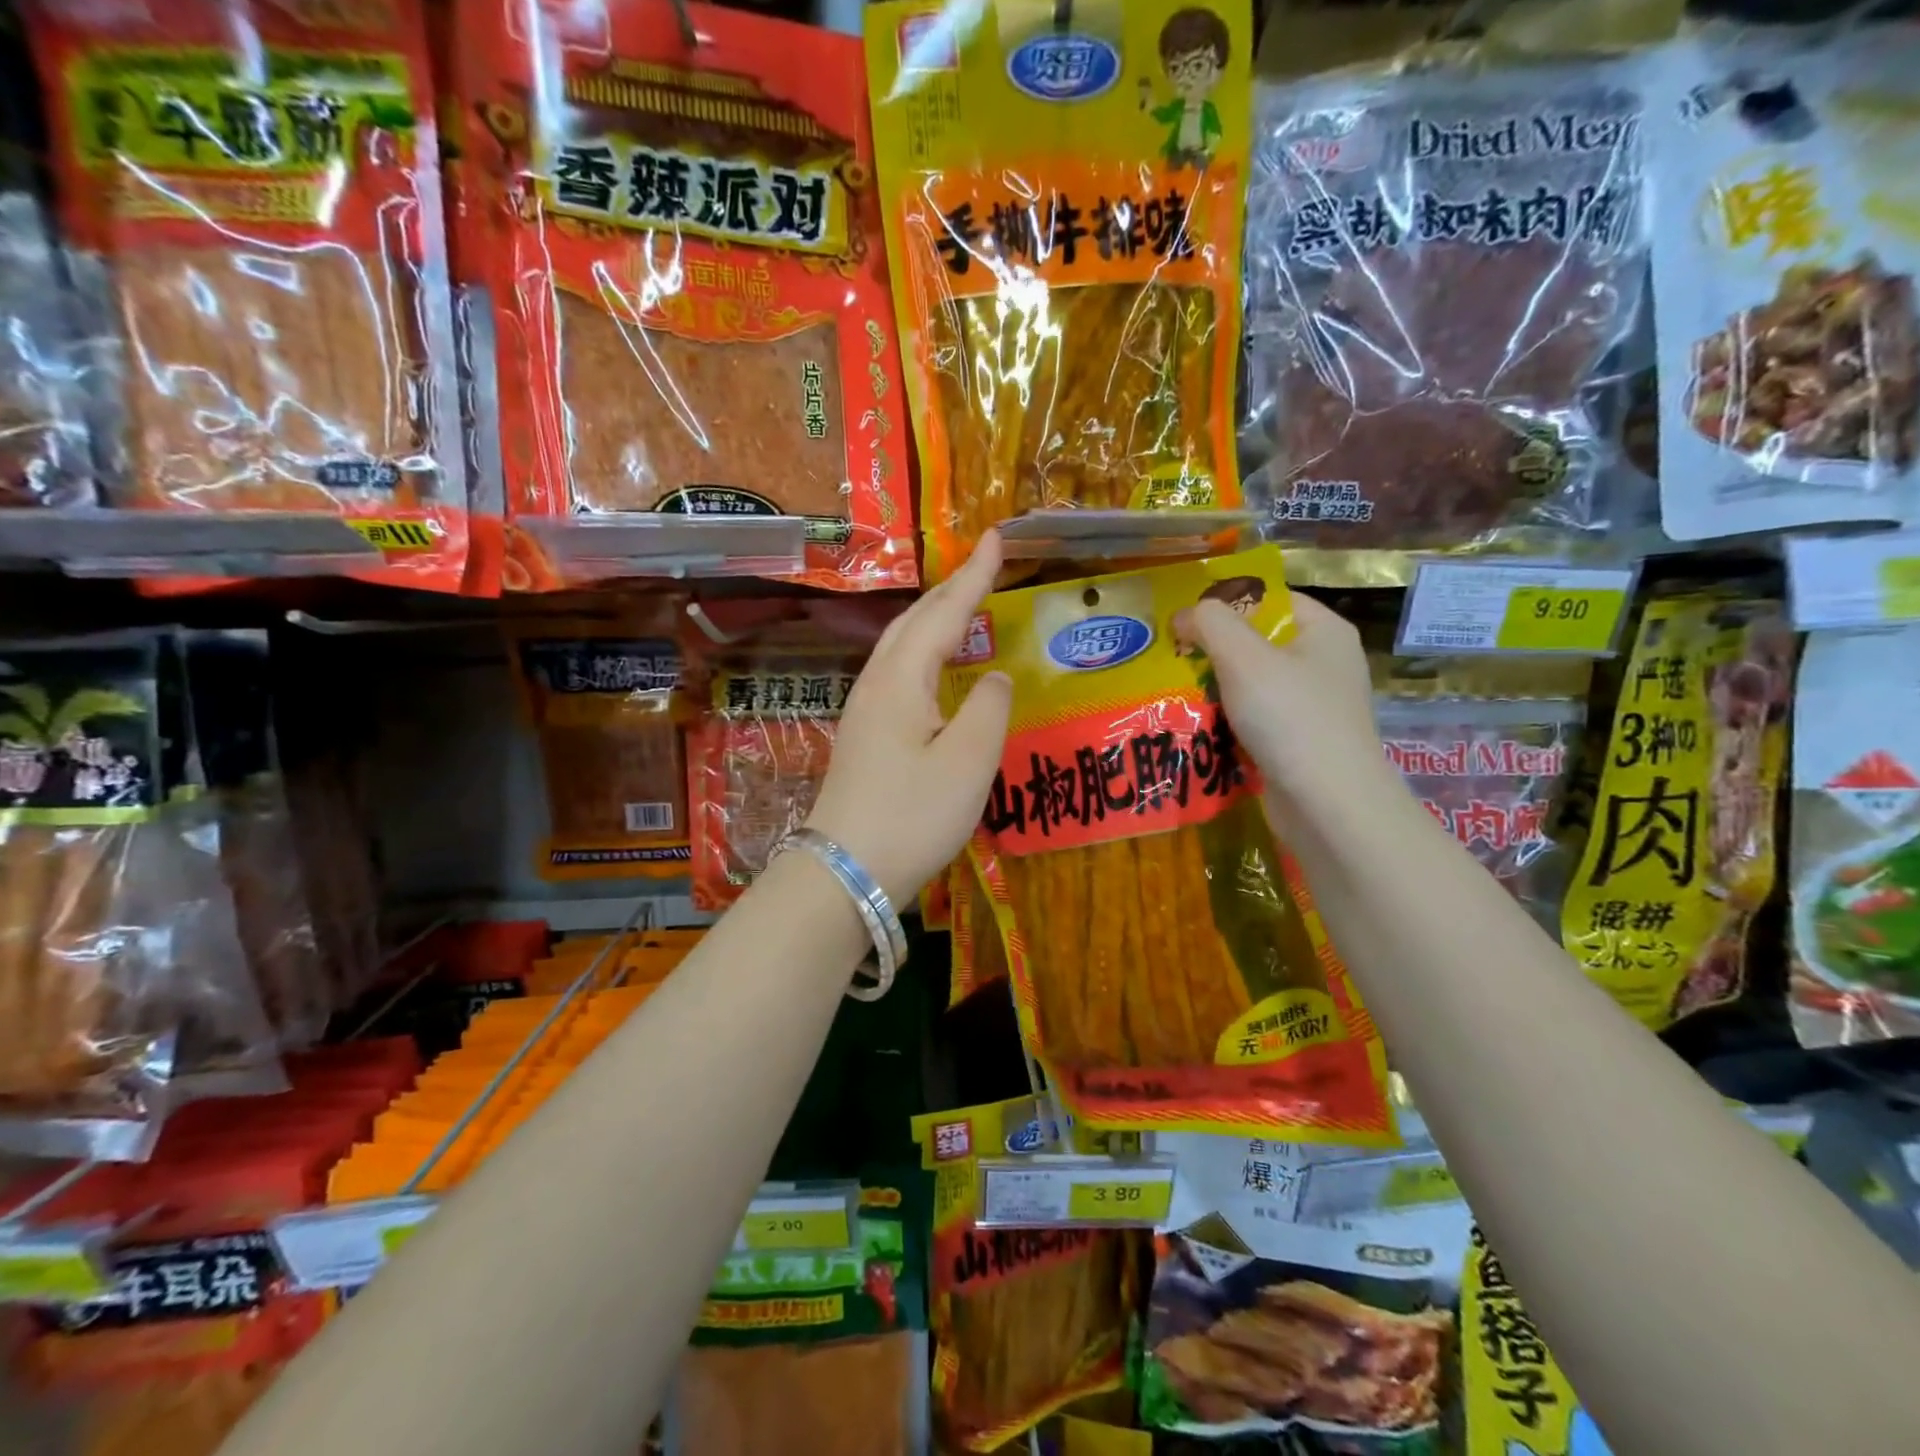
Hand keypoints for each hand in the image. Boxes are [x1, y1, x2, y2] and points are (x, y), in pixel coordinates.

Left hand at [805, 532, 1012, 906]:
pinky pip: (898, 673)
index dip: (975, 576)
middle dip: (951, 590)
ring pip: (902, 646)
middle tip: (985, 568)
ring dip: (934, 619)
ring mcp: (864, 711)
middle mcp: (877, 684)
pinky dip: (925, 653)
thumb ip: (990, 709)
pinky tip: (937, 670)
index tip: (998, 537)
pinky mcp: (865, 737)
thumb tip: (994, 677)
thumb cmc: (912, 816)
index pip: (944, 612)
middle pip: (915, 622)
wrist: (846, 872)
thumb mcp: (968, 762)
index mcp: (902, 679)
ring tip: (965, 608)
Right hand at [1173, 590, 1395, 826]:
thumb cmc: (1290, 718)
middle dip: (1212, 651)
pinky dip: (1226, 724)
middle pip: (1257, 643)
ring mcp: (1313, 708)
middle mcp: (1323, 664)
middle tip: (1169, 659)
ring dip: (1213, 691)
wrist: (1328, 805)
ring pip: (1251, 686)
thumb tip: (1185, 615)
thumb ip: (1211, 623)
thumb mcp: (1243, 657)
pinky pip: (1254, 721)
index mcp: (1324, 632)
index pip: (1270, 599)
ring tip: (1173, 694)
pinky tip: (1196, 729)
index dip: (1226, 604)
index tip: (1183, 621)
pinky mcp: (1298, 744)